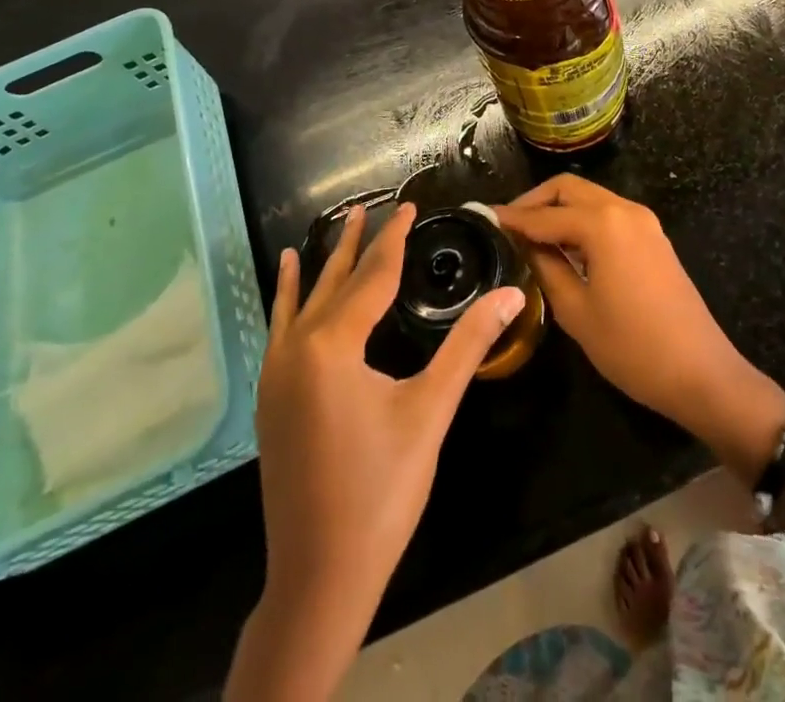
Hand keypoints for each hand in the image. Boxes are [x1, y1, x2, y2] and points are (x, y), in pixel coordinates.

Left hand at [228, 204, 525, 700]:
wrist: (319, 578)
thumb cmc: (381, 491)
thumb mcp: (430, 412)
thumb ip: (469, 346)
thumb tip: (513, 297)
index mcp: (332, 346)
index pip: (373, 276)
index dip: (394, 239)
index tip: (409, 205)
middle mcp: (297, 349)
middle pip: (336, 282)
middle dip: (358, 243)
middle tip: (372, 205)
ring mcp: (277, 374)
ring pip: (304, 301)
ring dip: (324, 263)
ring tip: (336, 227)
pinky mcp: (271, 398)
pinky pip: (282, 328)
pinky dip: (288, 297)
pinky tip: (288, 283)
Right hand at [497, 176, 784, 479]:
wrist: (701, 373)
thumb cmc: (632, 347)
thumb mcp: (576, 311)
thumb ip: (546, 268)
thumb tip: (523, 244)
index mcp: (602, 223)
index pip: (544, 214)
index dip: (512, 218)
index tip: (483, 219)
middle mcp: (624, 210)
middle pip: (569, 189)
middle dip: (536, 202)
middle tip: (509, 227)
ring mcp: (643, 222)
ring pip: (591, 198)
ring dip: (560, 210)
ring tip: (531, 239)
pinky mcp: (653, 238)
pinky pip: (609, 215)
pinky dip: (582, 222)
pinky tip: (565, 248)